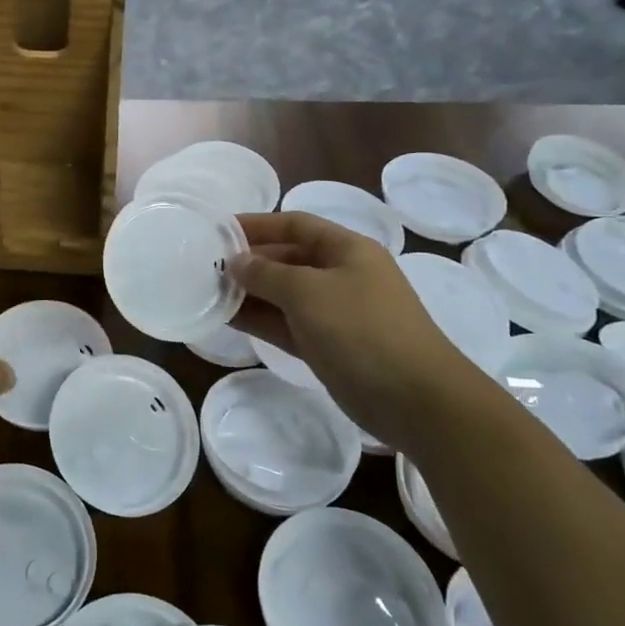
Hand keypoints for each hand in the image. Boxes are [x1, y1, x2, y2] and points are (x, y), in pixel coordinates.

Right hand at [230, 213, 489, 452]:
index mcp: (347, 249)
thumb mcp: (309, 292)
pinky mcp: (330, 346)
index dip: (256, 224)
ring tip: (208, 292)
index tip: (218, 231)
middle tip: (206, 266)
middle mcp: (342, 275)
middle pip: (288, 258)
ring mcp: (336, 313)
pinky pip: (287, 324)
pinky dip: (261, 320)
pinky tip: (228, 319)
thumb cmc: (363, 330)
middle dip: (249, 261)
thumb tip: (236, 262)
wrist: (418, 402)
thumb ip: (266, 273)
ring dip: (250, 292)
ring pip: (284, 294)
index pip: (294, 224)